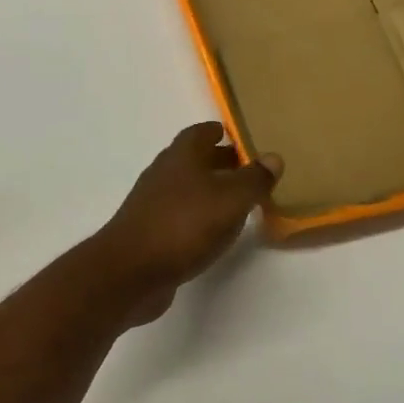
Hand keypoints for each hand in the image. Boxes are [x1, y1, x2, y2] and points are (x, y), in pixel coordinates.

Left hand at [94, 124, 281, 324]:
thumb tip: (272, 157)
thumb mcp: (230, 200)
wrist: (130, 270)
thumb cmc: (184, 225)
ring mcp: (151, 204)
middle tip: (243, 168)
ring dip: (206, 190)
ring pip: (183, 188)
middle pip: (191, 160)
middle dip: (216, 161)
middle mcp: (162, 174)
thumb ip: (254, 179)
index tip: (233, 134)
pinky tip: (210, 231)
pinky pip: (177, 215)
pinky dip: (195, 215)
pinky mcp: (148, 232)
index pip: (198, 133)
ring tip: (234, 201)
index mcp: (180, 157)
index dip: (216, 132)